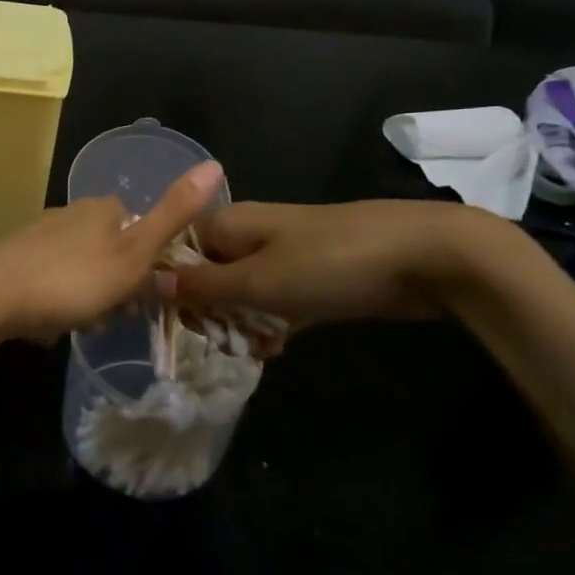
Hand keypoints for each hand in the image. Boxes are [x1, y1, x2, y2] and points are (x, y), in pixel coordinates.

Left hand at [0, 161, 225, 342]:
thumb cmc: (71, 279)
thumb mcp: (133, 253)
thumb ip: (173, 215)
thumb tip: (215, 163)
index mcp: (103, 209)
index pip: (140, 229)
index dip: (147, 265)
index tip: (140, 296)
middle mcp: (72, 213)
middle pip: (111, 251)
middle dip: (116, 285)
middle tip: (107, 316)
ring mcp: (40, 235)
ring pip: (82, 268)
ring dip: (88, 297)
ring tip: (78, 322)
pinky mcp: (15, 259)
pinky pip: (52, 280)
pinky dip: (58, 301)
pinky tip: (48, 321)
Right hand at [165, 198, 504, 328]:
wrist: (425, 257)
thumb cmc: (331, 264)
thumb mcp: (258, 281)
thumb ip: (203, 287)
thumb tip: (149, 281)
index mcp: (231, 223)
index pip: (178, 252)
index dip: (170, 287)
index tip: (174, 324)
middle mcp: (252, 234)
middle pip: (209, 274)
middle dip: (209, 312)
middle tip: (220, 344)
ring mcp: (287, 253)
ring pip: (244, 291)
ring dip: (242, 322)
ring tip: (252, 350)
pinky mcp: (316, 275)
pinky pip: (278, 300)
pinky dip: (274, 322)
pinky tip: (278, 347)